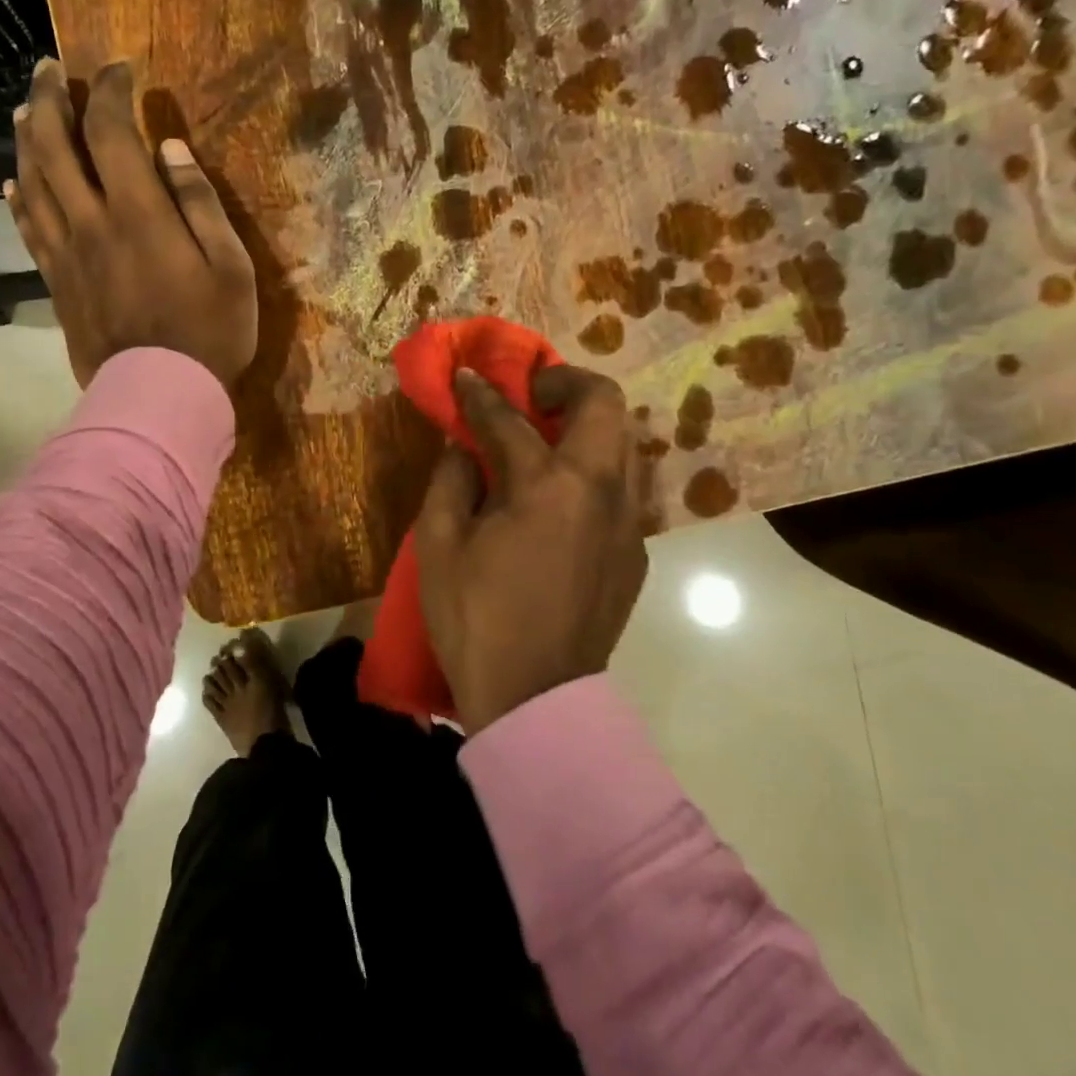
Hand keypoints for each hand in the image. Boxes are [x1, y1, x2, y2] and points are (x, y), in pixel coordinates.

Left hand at [6, 59, 256, 388]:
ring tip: (23, 110)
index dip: (109, 91)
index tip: (118, 68)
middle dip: (48, 99)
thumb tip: (170, 149)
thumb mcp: (230, 266)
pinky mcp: (56, 282)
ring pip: (31, 181)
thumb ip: (201, 203)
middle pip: (53, 145)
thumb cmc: (209, 332)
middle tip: (49, 69)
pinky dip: (18, 197)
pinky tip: (13, 180)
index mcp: (138, 212)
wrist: (160, 395)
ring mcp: (66, 253)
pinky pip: (29, 229)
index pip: (110, 131)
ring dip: (24, 138)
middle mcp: (91, 221)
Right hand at [415, 365, 648, 735]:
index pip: (510, 418)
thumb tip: (464, 445)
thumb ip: (451, 479)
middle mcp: (601, 490)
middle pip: (603, 403)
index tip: (466, 376)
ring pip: (625, 441)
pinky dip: (595, 469)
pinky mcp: (636, 551)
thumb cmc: (475, 619)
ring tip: (548, 438)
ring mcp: (628, 521)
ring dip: (587, 424)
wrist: (535, 698)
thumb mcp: (438, 544)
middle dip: (565, 383)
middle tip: (531, 395)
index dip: (481, 392)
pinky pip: (624, 487)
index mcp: (547, 486)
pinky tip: (562, 497)